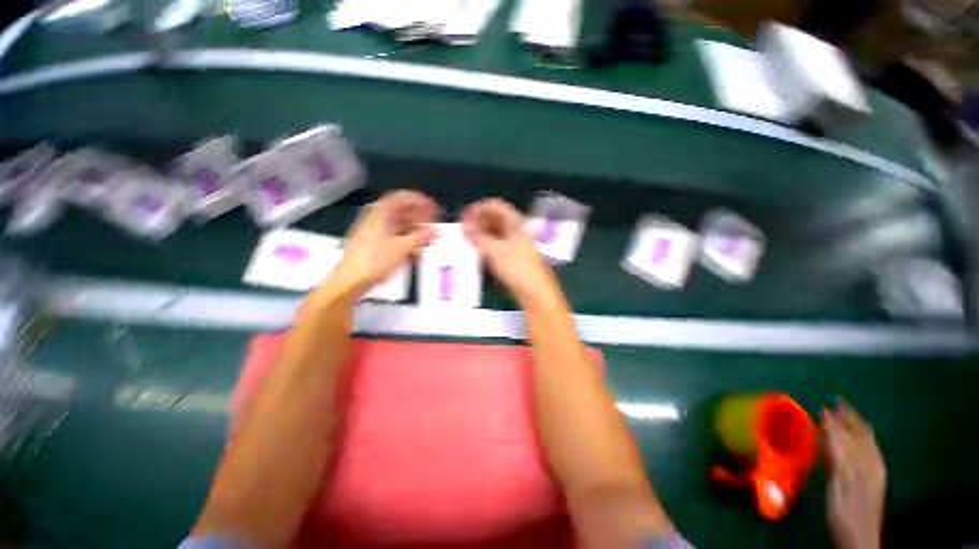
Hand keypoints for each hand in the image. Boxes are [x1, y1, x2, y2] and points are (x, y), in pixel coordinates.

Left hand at [326, 190, 436, 297]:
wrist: (350, 280)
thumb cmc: (376, 260)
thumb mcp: (403, 248)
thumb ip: (421, 236)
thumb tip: (434, 230)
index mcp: (381, 212)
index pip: (403, 197)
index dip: (421, 201)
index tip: (434, 209)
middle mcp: (376, 216)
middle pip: (401, 209)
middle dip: (419, 216)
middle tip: (433, 226)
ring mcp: (372, 229)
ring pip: (397, 223)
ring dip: (414, 228)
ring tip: (427, 239)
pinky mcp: (371, 241)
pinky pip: (392, 233)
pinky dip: (405, 238)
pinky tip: (414, 249)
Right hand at [461, 199, 558, 306]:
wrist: (534, 291)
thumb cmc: (516, 267)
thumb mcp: (494, 250)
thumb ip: (478, 237)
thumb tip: (465, 228)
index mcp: (516, 223)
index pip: (495, 206)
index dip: (478, 208)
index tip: (463, 216)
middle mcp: (517, 230)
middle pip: (495, 219)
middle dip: (478, 221)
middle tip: (463, 229)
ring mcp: (516, 243)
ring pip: (495, 232)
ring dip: (480, 233)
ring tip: (466, 240)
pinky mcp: (513, 256)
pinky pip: (497, 244)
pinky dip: (486, 244)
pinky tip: (476, 250)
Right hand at [823, 400, 885, 548]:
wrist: (861, 537)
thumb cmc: (843, 513)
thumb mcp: (837, 487)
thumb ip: (836, 458)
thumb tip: (830, 431)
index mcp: (858, 465)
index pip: (844, 437)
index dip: (834, 422)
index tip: (823, 408)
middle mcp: (869, 463)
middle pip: (859, 436)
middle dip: (849, 418)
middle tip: (839, 401)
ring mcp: (875, 471)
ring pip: (867, 442)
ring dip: (858, 425)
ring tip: (850, 413)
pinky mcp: (877, 478)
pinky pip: (872, 451)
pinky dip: (866, 439)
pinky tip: (864, 437)